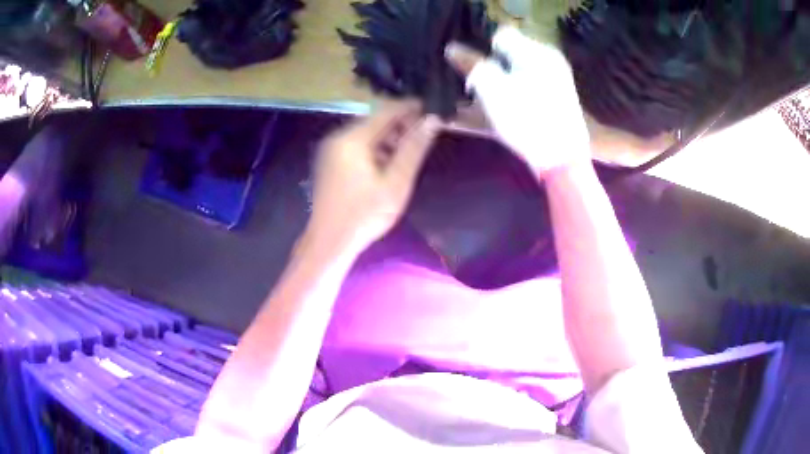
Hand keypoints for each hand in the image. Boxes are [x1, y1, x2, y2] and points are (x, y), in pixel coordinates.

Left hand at [306, 101, 440, 253]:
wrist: (329, 241)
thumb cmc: (365, 214)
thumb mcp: (396, 182)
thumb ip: (414, 148)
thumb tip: (432, 120)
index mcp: (352, 139)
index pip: (386, 111)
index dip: (410, 107)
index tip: (432, 108)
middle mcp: (338, 137)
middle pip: (374, 121)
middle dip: (400, 124)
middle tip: (425, 134)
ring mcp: (331, 150)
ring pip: (366, 134)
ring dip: (389, 138)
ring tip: (410, 150)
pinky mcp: (330, 162)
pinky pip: (356, 146)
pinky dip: (375, 149)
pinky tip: (388, 164)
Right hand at [445, 27, 591, 174]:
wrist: (563, 159)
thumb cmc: (527, 121)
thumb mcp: (493, 90)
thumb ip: (472, 65)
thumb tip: (453, 48)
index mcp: (535, 52)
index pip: (500, 36)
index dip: (481, 49)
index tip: (471, 70)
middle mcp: (548, 59)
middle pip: (510, 52)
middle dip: (490, 65)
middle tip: (477, 87)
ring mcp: (556, 77)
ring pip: (518, 68)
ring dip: (500, 78)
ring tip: (488, 99)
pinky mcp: (558, 96)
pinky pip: (529, 82)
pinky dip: (514, 89)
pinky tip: (507, 106)